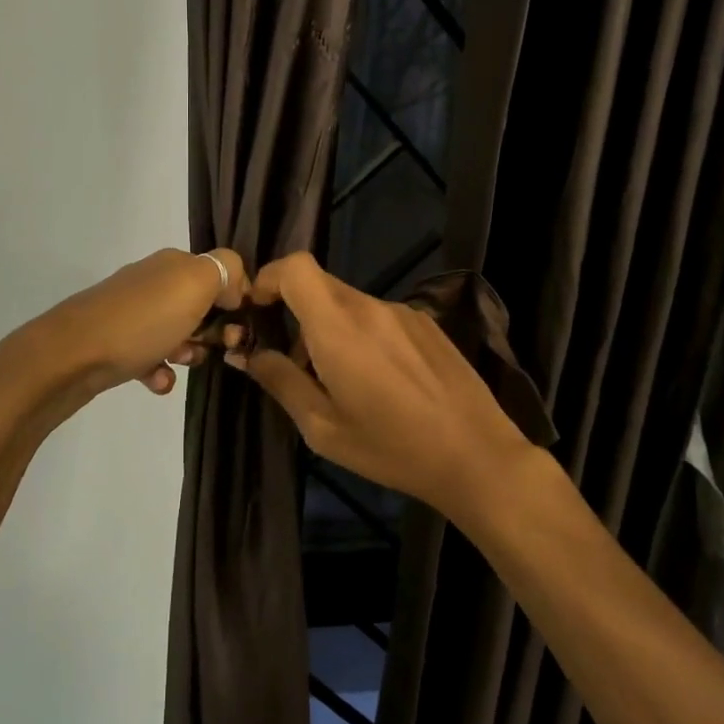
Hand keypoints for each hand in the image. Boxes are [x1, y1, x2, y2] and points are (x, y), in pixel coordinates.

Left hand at [0, 247, 247, 404]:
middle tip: (216, 348)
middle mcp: (152, 281)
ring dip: (188, 351)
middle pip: (199, 304)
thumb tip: (233, 283)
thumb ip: (225, 270)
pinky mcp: (113, 343)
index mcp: (173, 262)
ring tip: (182, 364)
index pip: (218, 271)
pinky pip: (149, 356)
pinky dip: (158, 370)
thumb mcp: (194, 284)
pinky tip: (157, 382)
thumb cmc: (141, 321)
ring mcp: (130, 313)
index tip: (239, 324)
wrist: (68, 357)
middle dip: (213, 329)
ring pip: (176, 332)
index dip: (235, 297)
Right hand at [227, 252, 530, 522]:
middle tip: (293, 360)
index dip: (268, 278)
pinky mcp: (426, 323)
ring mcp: (402, 312)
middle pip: (318, 284)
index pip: (295, 267)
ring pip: (347, 303)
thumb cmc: (392, 448)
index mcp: (339, 327)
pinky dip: (361, 334)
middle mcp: (370, 307)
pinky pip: (377, 315)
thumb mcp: (323, 428)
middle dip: (294, 311)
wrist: (478, 456)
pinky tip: (379, 380)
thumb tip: (246, 354)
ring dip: (329, 327)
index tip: (257, 310)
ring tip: (339, 380)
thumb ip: (280, 381)